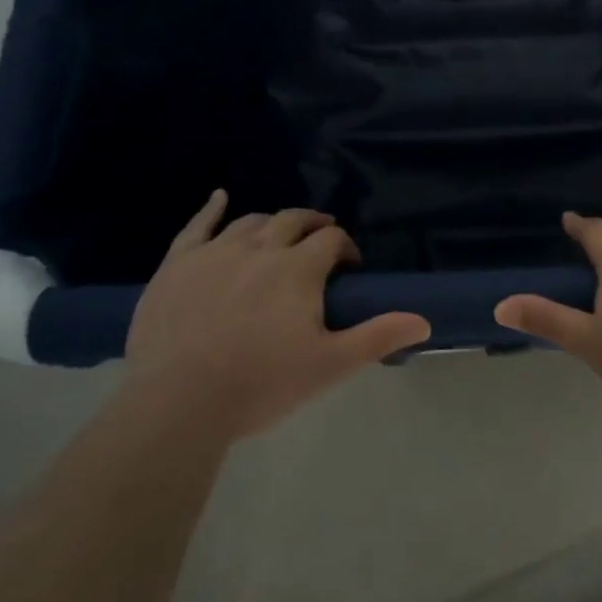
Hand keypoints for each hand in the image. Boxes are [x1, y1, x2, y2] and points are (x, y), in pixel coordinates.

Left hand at [125, 191, 430, 439]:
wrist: (177, 404)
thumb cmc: (260, 385)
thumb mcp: (329, 366)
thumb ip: (377, 337)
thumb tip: (424, 322)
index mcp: (298, 268)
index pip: (331, 240)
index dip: (345, 248)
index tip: (348, 268)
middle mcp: (260, 247)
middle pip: (293, 220)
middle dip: (312, 225)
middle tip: (320, 241)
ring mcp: (215, 252)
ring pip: (250, 222)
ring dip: (271, 222)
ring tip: (278, 234)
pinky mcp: (177, 264)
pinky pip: (196, 226)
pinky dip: (210, 208)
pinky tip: (219, 197)